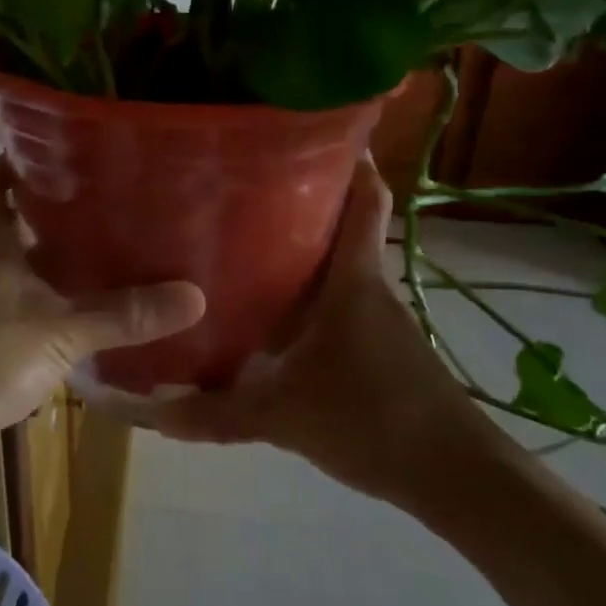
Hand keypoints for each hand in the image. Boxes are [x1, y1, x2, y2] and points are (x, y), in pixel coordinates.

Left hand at [0, 161, 205, 495]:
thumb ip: (124, 314)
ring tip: (114, 253)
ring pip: (20, 267)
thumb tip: (195, 296)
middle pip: (14, 220)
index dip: (22, 158)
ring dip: (57, 262)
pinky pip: (23, 310)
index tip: (72, 151)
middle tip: (115, 203)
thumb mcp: (61, 329)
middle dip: (58, 211)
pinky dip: (52, 307)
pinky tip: (90, 316)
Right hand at [142, 159, 501, 509]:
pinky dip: (308, 300)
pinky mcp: (379, 350)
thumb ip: (216, 413)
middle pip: (342, 228)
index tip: (316, 129)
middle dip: (303, 203)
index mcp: (353, 281)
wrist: (454, 476)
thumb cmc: (372, 419)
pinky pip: (337, 307)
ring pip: (337, 270)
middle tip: (244, 188)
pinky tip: (271, 319)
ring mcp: (377, 321)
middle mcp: (368, 288)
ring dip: (302, 254)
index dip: (351, 159)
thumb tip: (151, 412)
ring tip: (243, 245)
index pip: (365, 200)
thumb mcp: (283, 415)